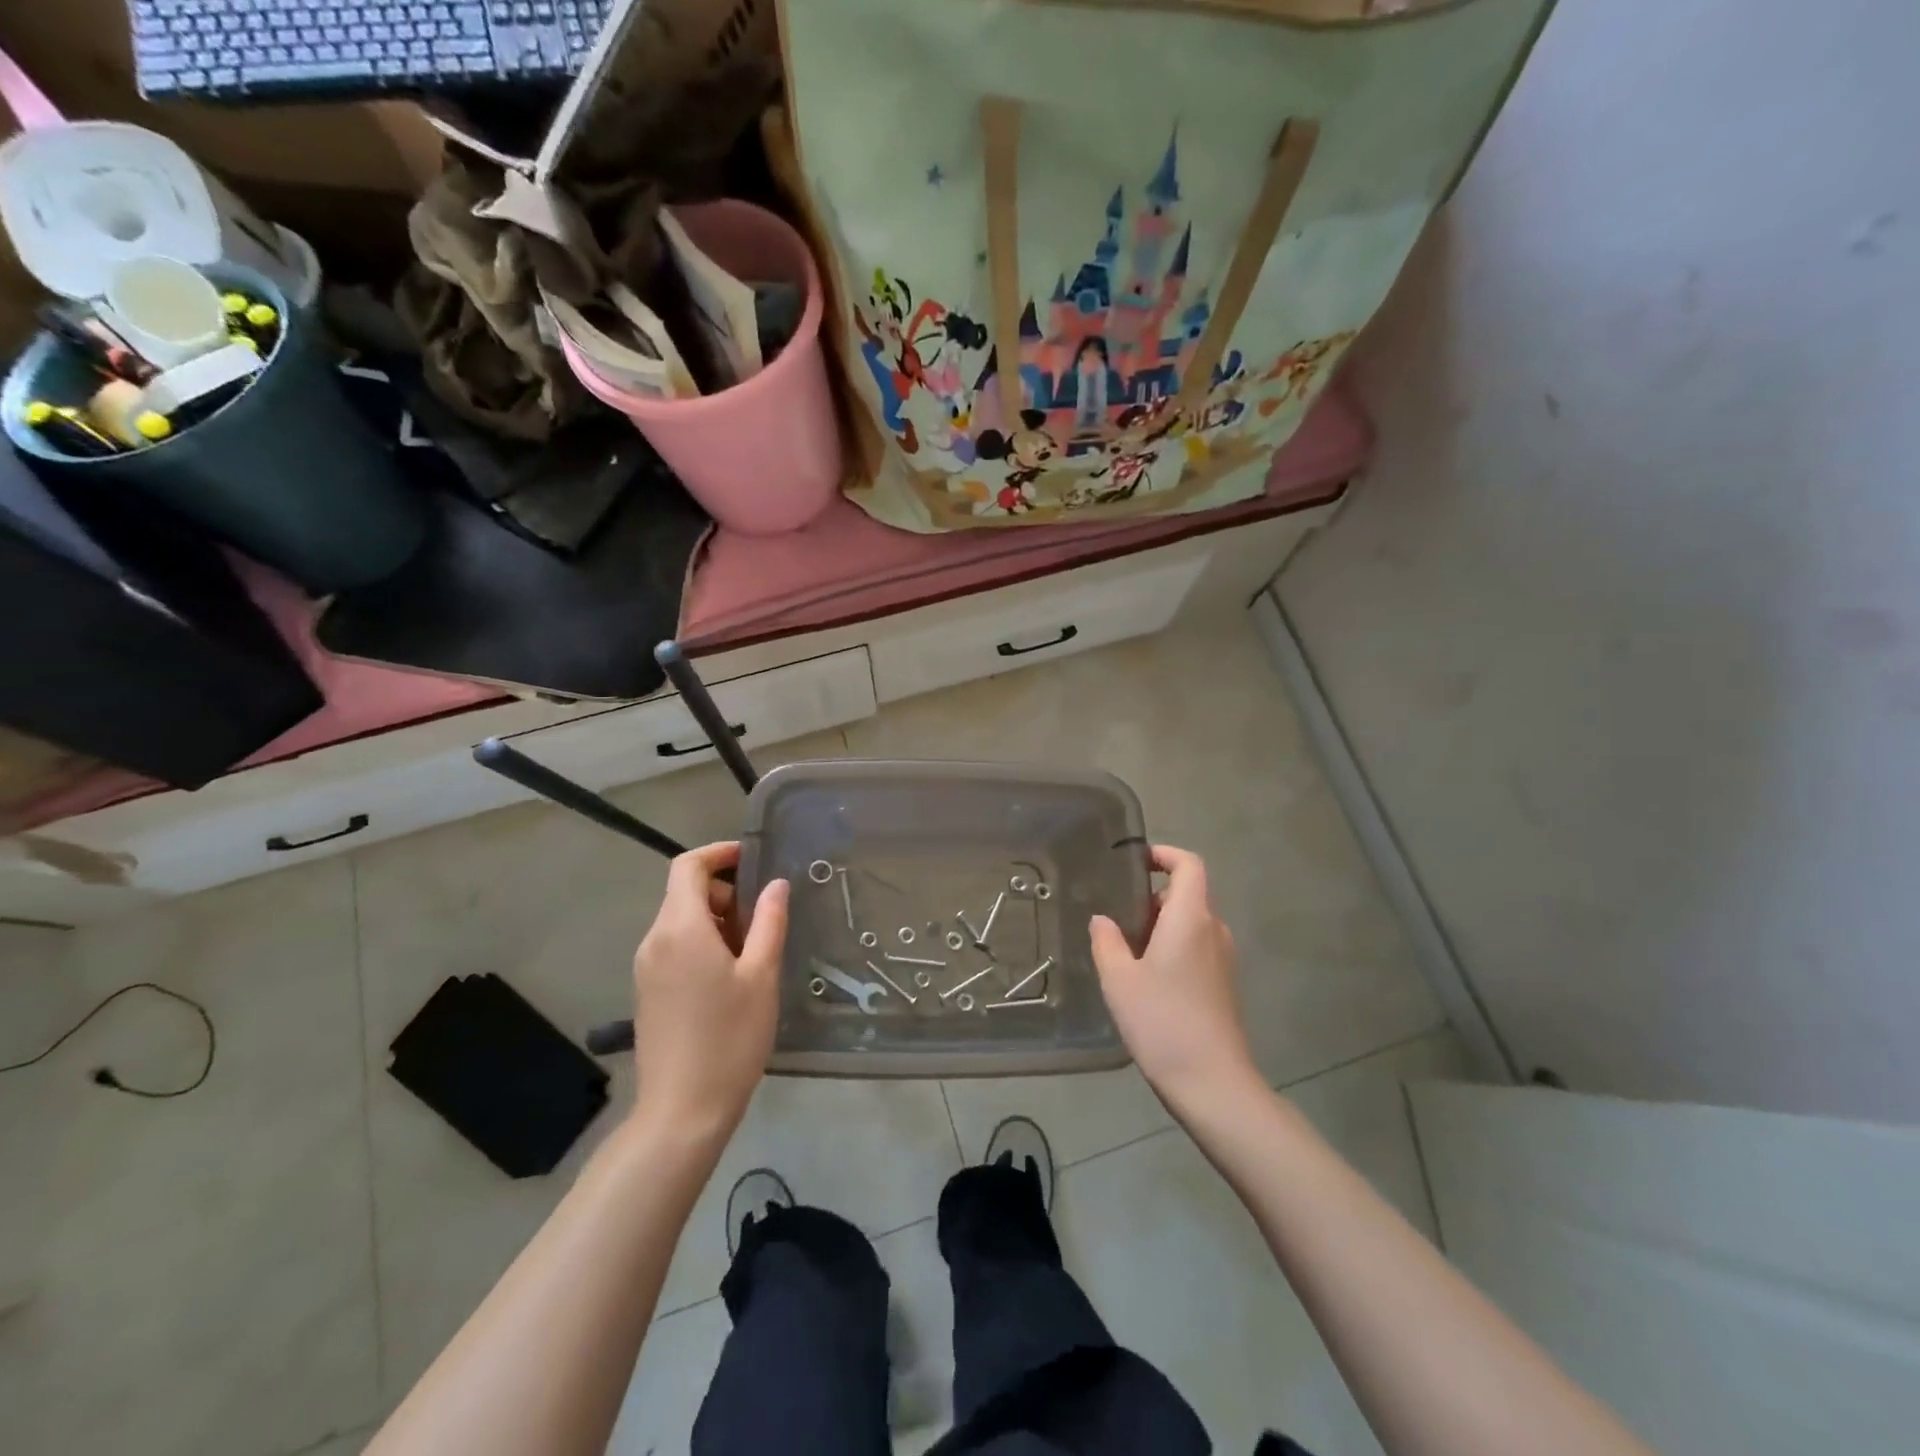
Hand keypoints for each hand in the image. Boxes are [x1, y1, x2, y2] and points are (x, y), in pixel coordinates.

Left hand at [630, 842, 788, 1136]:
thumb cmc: (730, 1038)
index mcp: (680, 928)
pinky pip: (674, 947)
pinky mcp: (647, 991)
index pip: (688, 866)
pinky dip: (702, 943)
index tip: (752, 860)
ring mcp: (646, 968)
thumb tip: (776, 884)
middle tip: (764, 920)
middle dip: (725, 892)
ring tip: (753, 952)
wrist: (681, 1112)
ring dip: (716, 920)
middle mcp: (654, 940)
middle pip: (685, 892)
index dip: (719, 853)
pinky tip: (730, 977)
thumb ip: (769, 922)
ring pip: (681, 921)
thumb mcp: (761, 976)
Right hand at [1089, 845, 1259, 1110]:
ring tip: (1125, 953)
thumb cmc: (1162, 1021)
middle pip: (1186, 894)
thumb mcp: (1119, 979)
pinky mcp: (1224, 984)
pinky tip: (1146, 981)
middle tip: (1117, 919)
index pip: (1189, 865)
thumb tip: (1103, 920)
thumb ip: (1106, 941)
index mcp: (1191, 918)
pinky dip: (1172, 948)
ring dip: (1159, 926)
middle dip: (1151, 898)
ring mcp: (1223, 959)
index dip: (1164, 854)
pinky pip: (1196, 948)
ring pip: (1190, 924)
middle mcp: (1213, 930)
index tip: (1135, 862)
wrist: (1213, 1083)